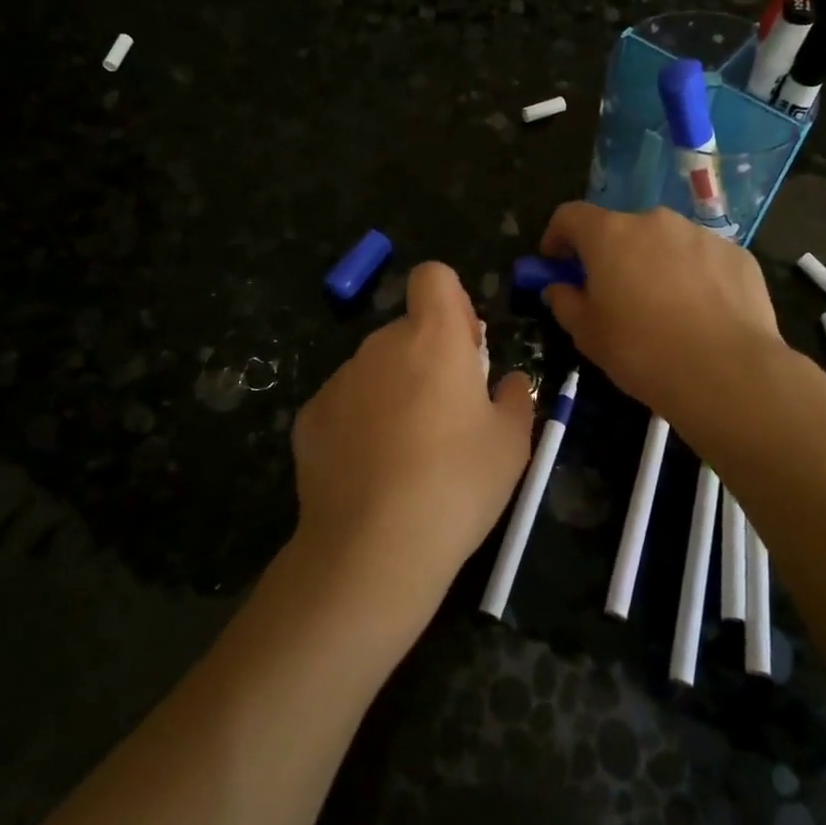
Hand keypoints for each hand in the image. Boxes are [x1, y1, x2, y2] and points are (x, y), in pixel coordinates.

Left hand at [291, 262, 534, 621]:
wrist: (373, 547)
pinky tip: (370, 472)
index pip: (434, 277)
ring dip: (393, 390)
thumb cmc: (457, 483)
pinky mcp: (309, 417)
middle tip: (446, 416)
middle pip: (406, 330)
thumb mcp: (512, 444)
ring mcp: (339, 380)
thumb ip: (516, 398)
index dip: (452, 302)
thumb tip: (509, 382)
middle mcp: (380, 345)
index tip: (465, 349)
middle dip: (426, 357)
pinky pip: (344, 404)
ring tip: (408, 454)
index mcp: (433, 338)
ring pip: (375, 369)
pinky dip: (358, 423)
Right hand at [537, 203, 780, 415]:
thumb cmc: (642, 352)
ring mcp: (701, 235)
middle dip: (612, 255)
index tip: (556, 263)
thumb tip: (559, 288)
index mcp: (610, 235)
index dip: (558, 236)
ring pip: (666, 243)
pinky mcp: (737, 255)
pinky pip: (703, 259)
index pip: (571, 216)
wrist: (727, 373)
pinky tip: (701, 314)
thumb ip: (565, 302)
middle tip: (613, 293)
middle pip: (622, 229)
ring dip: (655, 263)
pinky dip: (694, 277)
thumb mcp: (588, 335)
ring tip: (663, 308)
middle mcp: (655, 222)